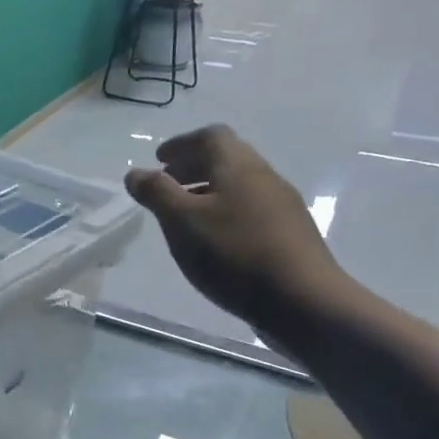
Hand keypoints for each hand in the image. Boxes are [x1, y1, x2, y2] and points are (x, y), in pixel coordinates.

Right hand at [124, 126, 348, 330]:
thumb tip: (135, 172)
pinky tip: (214, 240)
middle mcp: (264, 177)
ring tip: (184, 216)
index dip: (181, 144)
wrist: (304, 301)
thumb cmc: (234, 254)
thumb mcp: (181, 222)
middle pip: (227, 157)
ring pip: (239, 185)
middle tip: (166, 185)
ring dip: (208, 190)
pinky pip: (250, 208)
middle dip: (193, 166)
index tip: (158, 161)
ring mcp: (282, 206)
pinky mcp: (290, 234)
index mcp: (238, 166)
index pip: (211, 136)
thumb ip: (156, 193)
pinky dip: (224, 211)